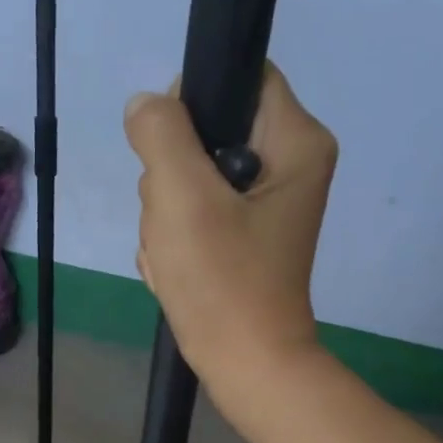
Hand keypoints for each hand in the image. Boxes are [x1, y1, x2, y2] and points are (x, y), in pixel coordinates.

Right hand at [125, 67, 336, 407]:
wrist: (245, 366)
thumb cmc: (223, 280)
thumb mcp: (182, 196)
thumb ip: (160, 132)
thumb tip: (146, 105)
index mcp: (296, 142)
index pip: (239, 76)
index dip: (193, 101)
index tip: (170, 150)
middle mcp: (288, 165)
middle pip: (208, 132)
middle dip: (174, 177)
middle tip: (177, 221)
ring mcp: (264, 204)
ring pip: (191, 177)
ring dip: (168, 215)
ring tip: (178, 254)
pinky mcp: (244, 236)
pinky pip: (194, 213)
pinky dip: (178, 239)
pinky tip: (179, 269)